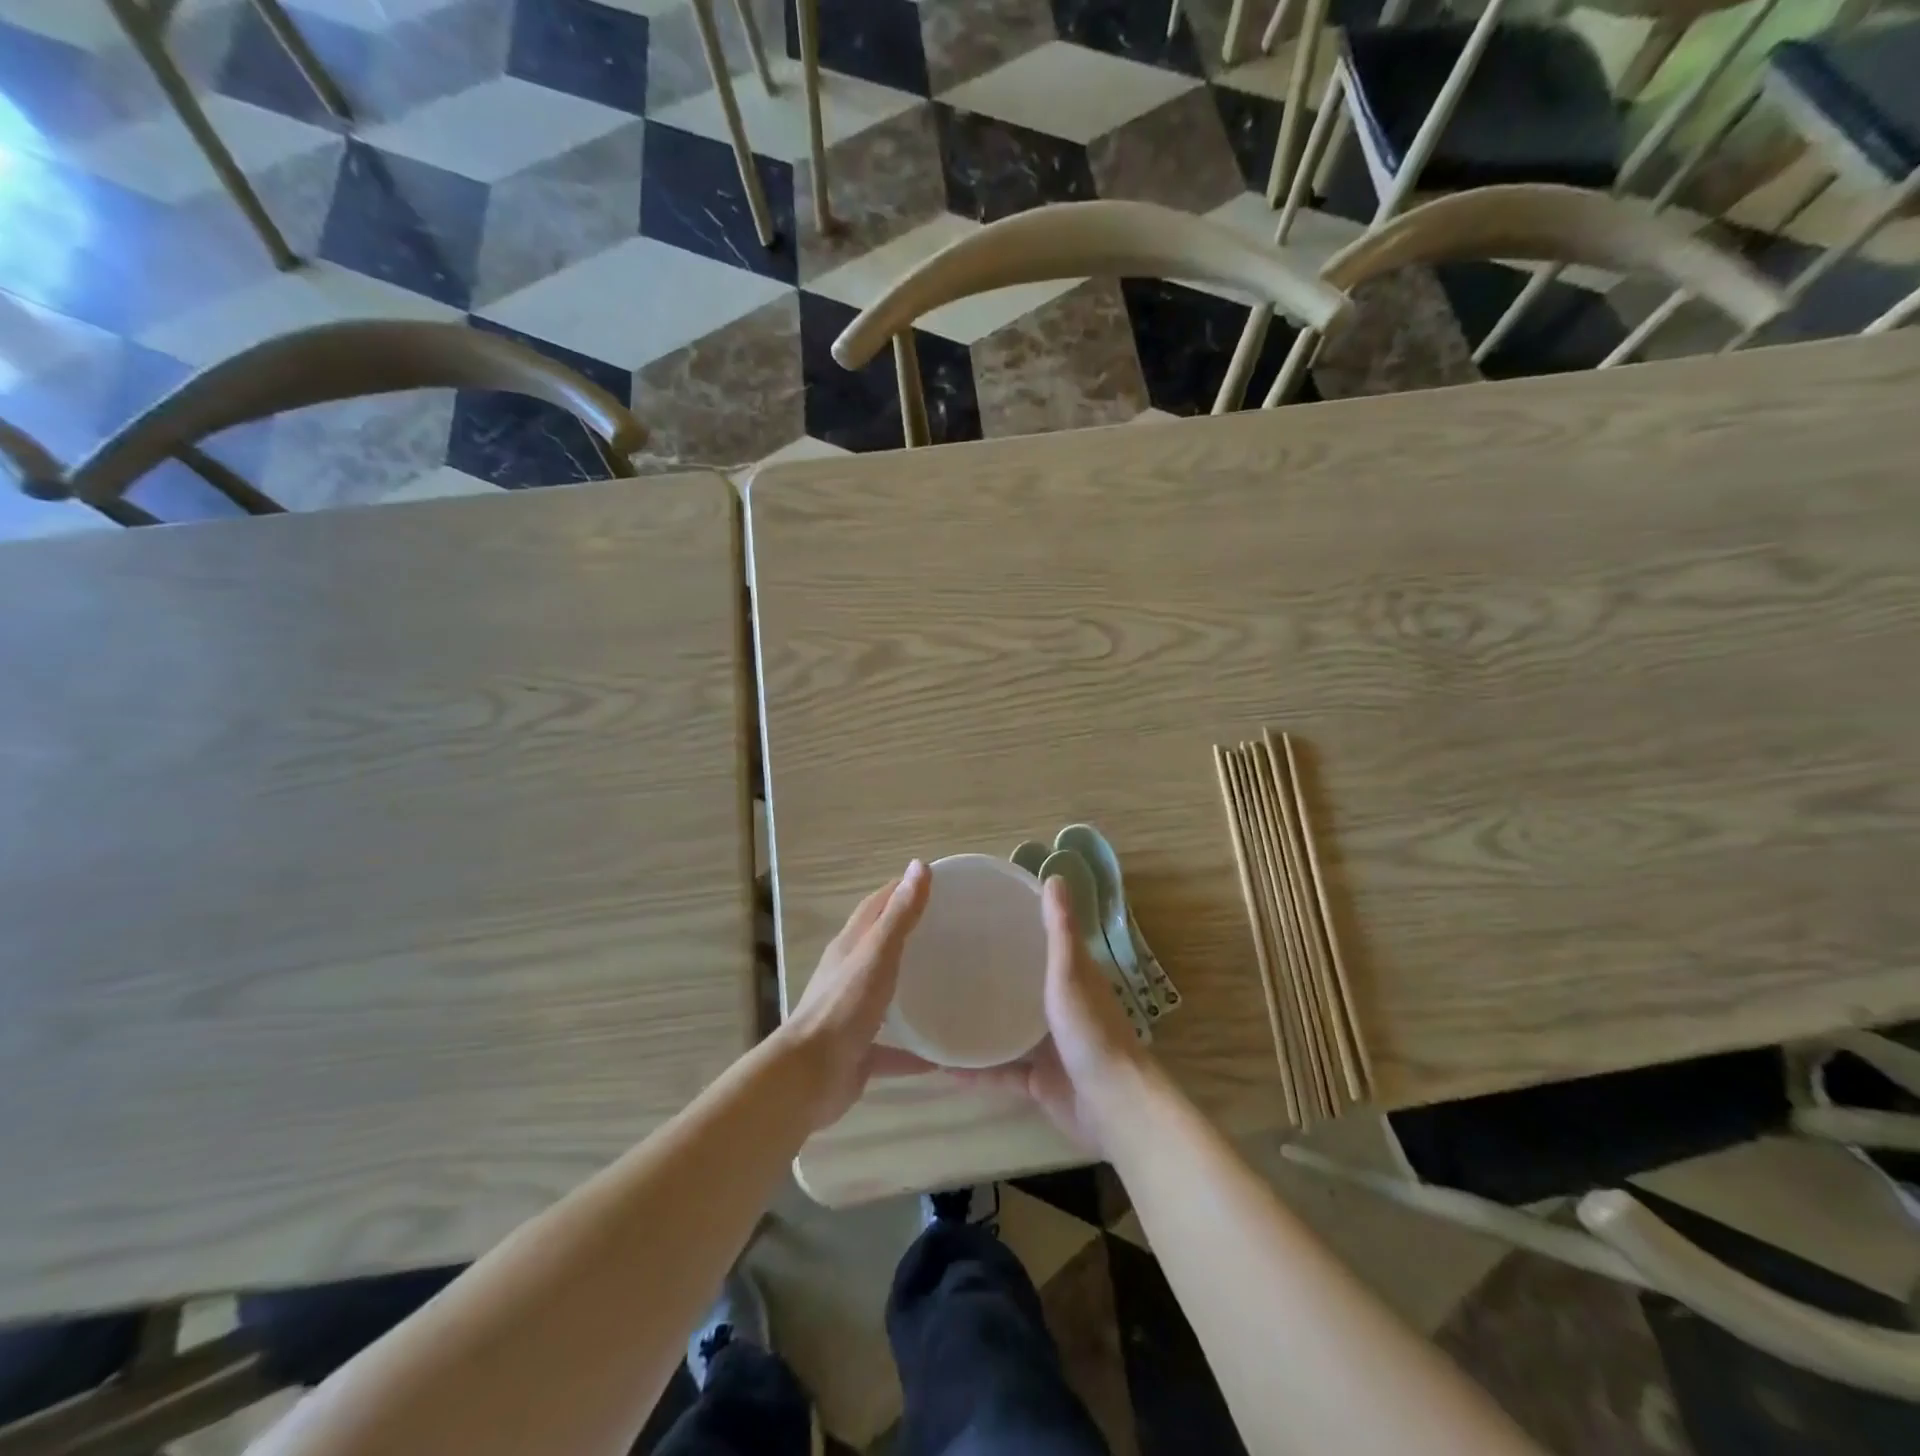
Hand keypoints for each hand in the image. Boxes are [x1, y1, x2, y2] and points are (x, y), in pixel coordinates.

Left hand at [780, 861, 931, 1128]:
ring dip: (910, 990)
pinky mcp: (858, 1052)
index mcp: (849, 947)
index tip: (933, 882)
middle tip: (949, 931)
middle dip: (909, 935)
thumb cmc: (844, 1008)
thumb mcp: (877, 955)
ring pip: (885, 996)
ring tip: (947, 986)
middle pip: (880, 947)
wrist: (809, 1077)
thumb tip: (918, 865)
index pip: (875, 907)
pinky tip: (941, 1057)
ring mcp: (852, 1014)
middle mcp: (848, 975)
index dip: (900, 890)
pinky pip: (891, 1048)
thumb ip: (899, 915)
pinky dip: (913, 1049)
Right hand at [960, 875, 1153, 1155]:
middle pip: (1023, 985)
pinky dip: (976, 1070)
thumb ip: (1060, 930)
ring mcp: (1050, 1047)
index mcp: (1073, 978)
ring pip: (1009, 1029)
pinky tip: (943, 1066)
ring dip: (981, 1022)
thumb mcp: (1071, 972)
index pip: (1043, 944)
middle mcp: (1062, 1008)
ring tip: (938, 1009)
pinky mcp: (1039, 1082)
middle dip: (992, 975)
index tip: (980, 915)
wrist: (1111, 1106)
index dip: (1017, 928)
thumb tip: (1054, 876)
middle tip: (947, 961)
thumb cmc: (1091, 1032)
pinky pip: (1001, 1072)